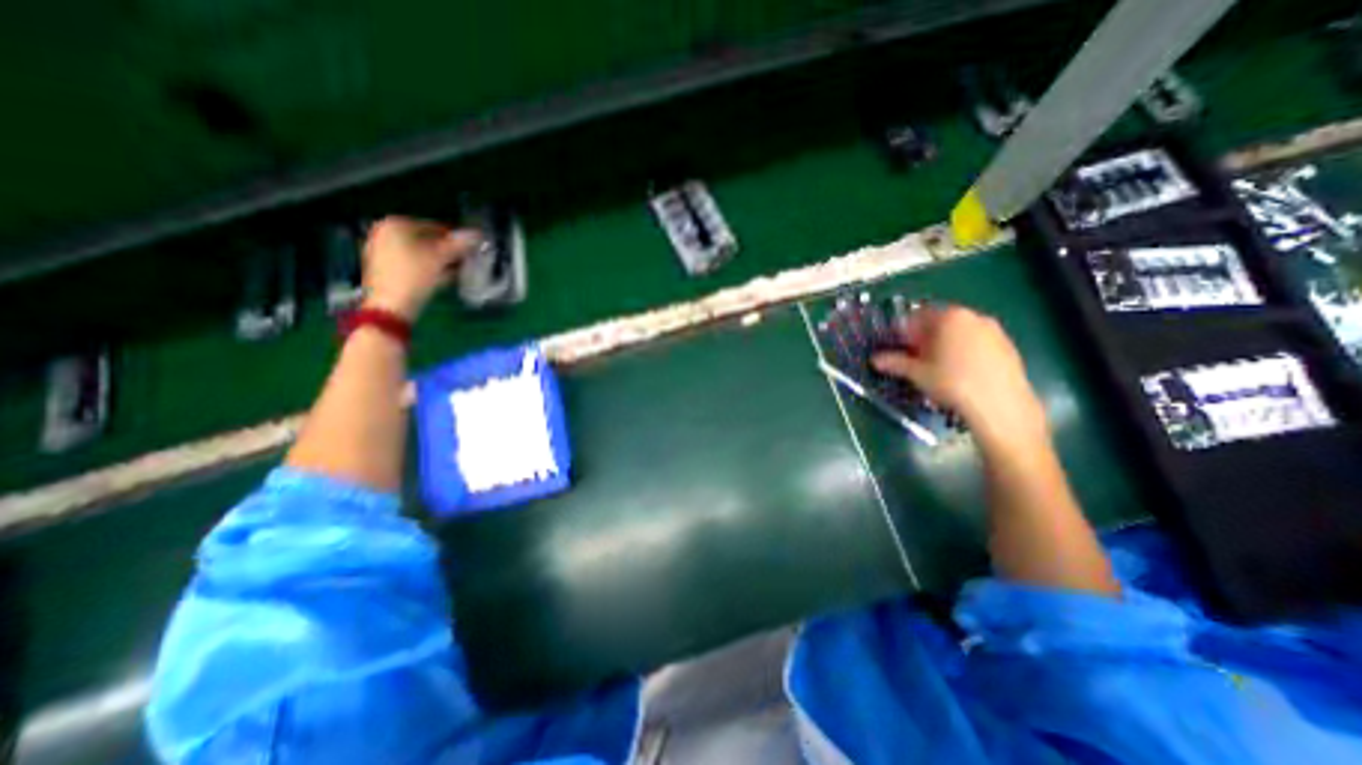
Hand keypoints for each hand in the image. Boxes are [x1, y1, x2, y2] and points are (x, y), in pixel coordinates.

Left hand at [361, 215, 482, 320]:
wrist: (390, 305)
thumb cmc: (415, 275)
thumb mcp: (441, 258)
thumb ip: (459, 244)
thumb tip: (478, 234)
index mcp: (396, 224)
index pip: (434, 226)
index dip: (455, 238)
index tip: (470, 249)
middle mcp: (384, 232)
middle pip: (425, 239)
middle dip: (446, 250)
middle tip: (463, 260)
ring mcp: (380, 250)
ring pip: (418, 252)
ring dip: (438, 260)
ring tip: (455, 270)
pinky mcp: (382, 268)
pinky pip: (410, 262)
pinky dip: (426, 267)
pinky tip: (440, 278)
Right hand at [872, 304, 1051, 446]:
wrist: (1000, 406)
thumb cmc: (952, 383)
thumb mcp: (917, 373)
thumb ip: (895, 363)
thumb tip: (875, 360)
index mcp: (949, 317)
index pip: (919, 316)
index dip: (906, 332)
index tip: (900, 347)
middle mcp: (974, 317)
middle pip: (942, 323)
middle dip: (926, 338)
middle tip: (917, 358)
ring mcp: (995, 331)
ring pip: (961, 333)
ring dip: (946, 345)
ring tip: (939, 368)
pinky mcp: (1009, 347)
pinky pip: (979, 344)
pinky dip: (966, 353)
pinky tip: (962, 374)